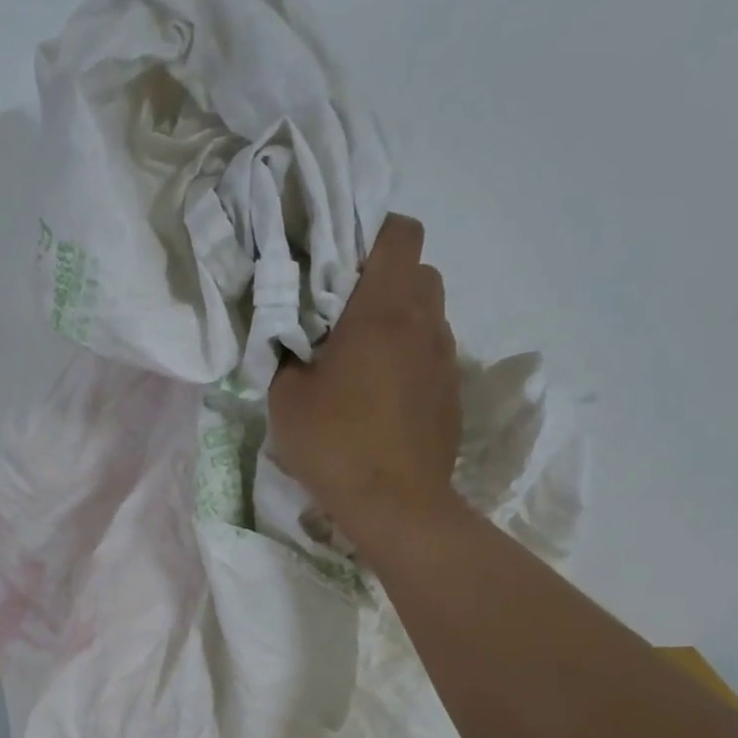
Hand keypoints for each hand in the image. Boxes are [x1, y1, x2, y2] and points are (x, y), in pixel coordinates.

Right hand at [268, 214, 462, 531]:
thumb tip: (294, 339)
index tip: (337, 260)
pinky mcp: (451, 392)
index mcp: (383, 310)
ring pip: (429, 313)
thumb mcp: (286, 396)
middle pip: (419, 270)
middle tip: (342, 311)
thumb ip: (287, 353)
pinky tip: (380, 393)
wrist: (395, 504)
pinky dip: (409, 356)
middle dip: (384, 279)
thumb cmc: (334, 443)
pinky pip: (431, 353)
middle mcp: (424, 323)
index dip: (372, 233)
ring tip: (361, 356)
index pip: (401, 232)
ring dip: (398, 320)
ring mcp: (445, 358)